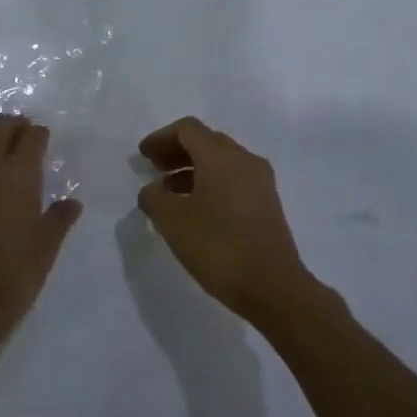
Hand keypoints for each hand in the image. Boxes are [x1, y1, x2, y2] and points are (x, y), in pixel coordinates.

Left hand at [0, 114, 80, 353]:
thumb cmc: (13, 275)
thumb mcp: (45, 249)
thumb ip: (59, 219)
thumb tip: (72, 203)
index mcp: (19, 176)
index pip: (30, 137)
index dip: (39, 134)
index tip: (44, 139)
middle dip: (12, 125)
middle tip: (24, 136)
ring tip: (1, 152)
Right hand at [136, 117, 317, 326]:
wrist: (273, 287)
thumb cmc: (218, 247)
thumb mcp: (173, 222)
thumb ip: (154, 198)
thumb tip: (152, 190)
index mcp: (220, 156)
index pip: (187, 129)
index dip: (161, 138)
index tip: (143, 156)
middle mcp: (244, 159)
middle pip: (205, 141)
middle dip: (176, 151)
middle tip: (154, 169)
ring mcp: (260, 181)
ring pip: (220, 161)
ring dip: (192, 169)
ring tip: (169, 192)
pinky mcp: (267, 203)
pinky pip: (233, 179)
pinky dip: (210, 183)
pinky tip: (195, 208)